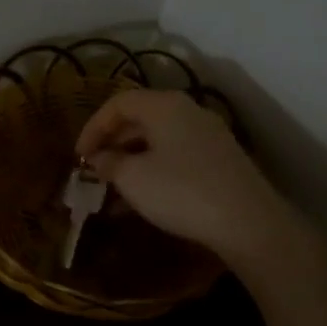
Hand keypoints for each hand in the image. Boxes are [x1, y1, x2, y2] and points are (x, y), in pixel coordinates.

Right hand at [76, 89, 290, 265]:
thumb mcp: (133, 178)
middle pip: (140, 118)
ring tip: (114, 188)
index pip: (118, 103)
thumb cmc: (180, 191)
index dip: (93, 127)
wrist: (247, 222)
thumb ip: (109, 163)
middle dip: (112, 143)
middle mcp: (188, 112)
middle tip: (94, 169)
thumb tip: (98, 158)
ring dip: (131, 159)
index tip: (79, 156)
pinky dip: (153, 169)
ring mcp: (208, 135)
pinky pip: (176, 155)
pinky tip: (143, 197)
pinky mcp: (219, 160)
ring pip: (158, 139)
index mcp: (165, 106)